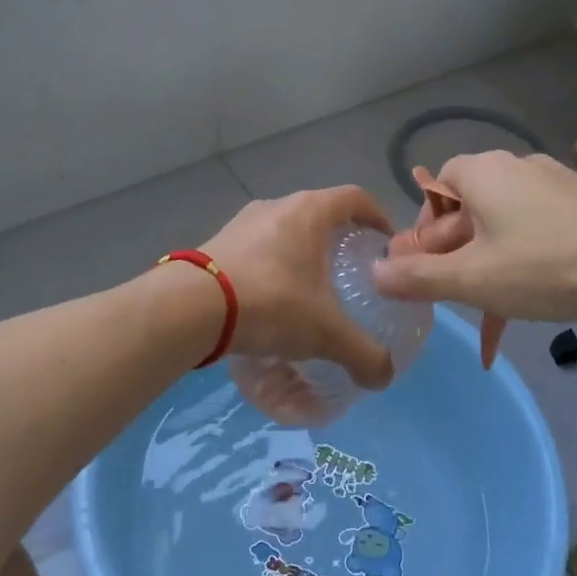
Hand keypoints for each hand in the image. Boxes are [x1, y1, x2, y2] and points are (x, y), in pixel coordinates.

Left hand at [197, 186, 396, 389]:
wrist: (190, 307)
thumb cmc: (270, 302)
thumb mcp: (324, 333)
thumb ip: (362, 354)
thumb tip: (384, 377)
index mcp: (310, 211)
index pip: (356, 198)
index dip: (377, 216)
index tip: (386, 242)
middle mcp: (276, 205)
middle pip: (319, 212)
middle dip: (338, 237)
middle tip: (351, 270)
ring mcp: (242, 222)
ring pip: (284, 230)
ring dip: (300, 252)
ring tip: (309, 288)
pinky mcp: (217, 243)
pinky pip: (256, 248)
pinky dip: (271, 266)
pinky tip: (270, 299)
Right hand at [371, 151, 576, 323]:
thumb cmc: (543, 266)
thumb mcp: (472, 279)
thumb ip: (417, 278)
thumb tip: (374, 273)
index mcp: (482, 172)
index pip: (435, 188)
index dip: (425, 229)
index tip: (428, 267)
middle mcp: (517, 167)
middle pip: (469, 207)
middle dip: (455, 251)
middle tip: (457, 291)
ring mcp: (556, 183)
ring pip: (504, 223)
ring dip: (489, 260)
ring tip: (495, 302)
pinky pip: (538, 229)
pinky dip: (525, 259)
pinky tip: (535, 294)